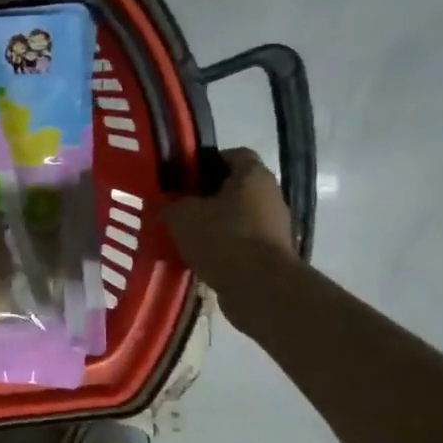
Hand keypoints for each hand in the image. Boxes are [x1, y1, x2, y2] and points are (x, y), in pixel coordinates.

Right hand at [162, 148, 297, 306]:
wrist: (259, 287)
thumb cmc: (222, 237)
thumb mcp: (182, 215)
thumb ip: (171, 204)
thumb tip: (167, 203)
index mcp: (253, 175)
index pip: (234, 154)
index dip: (207, 162)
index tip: (184, 176)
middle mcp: (270, 195)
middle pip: (236, 188)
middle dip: (208, 197)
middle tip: (180, 208)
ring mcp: (275, 227)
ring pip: (238, 218)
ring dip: (216, 225)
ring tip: (186, 237)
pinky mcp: (272, 255)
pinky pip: (242, 243)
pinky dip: (224, 249)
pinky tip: (201, 259)